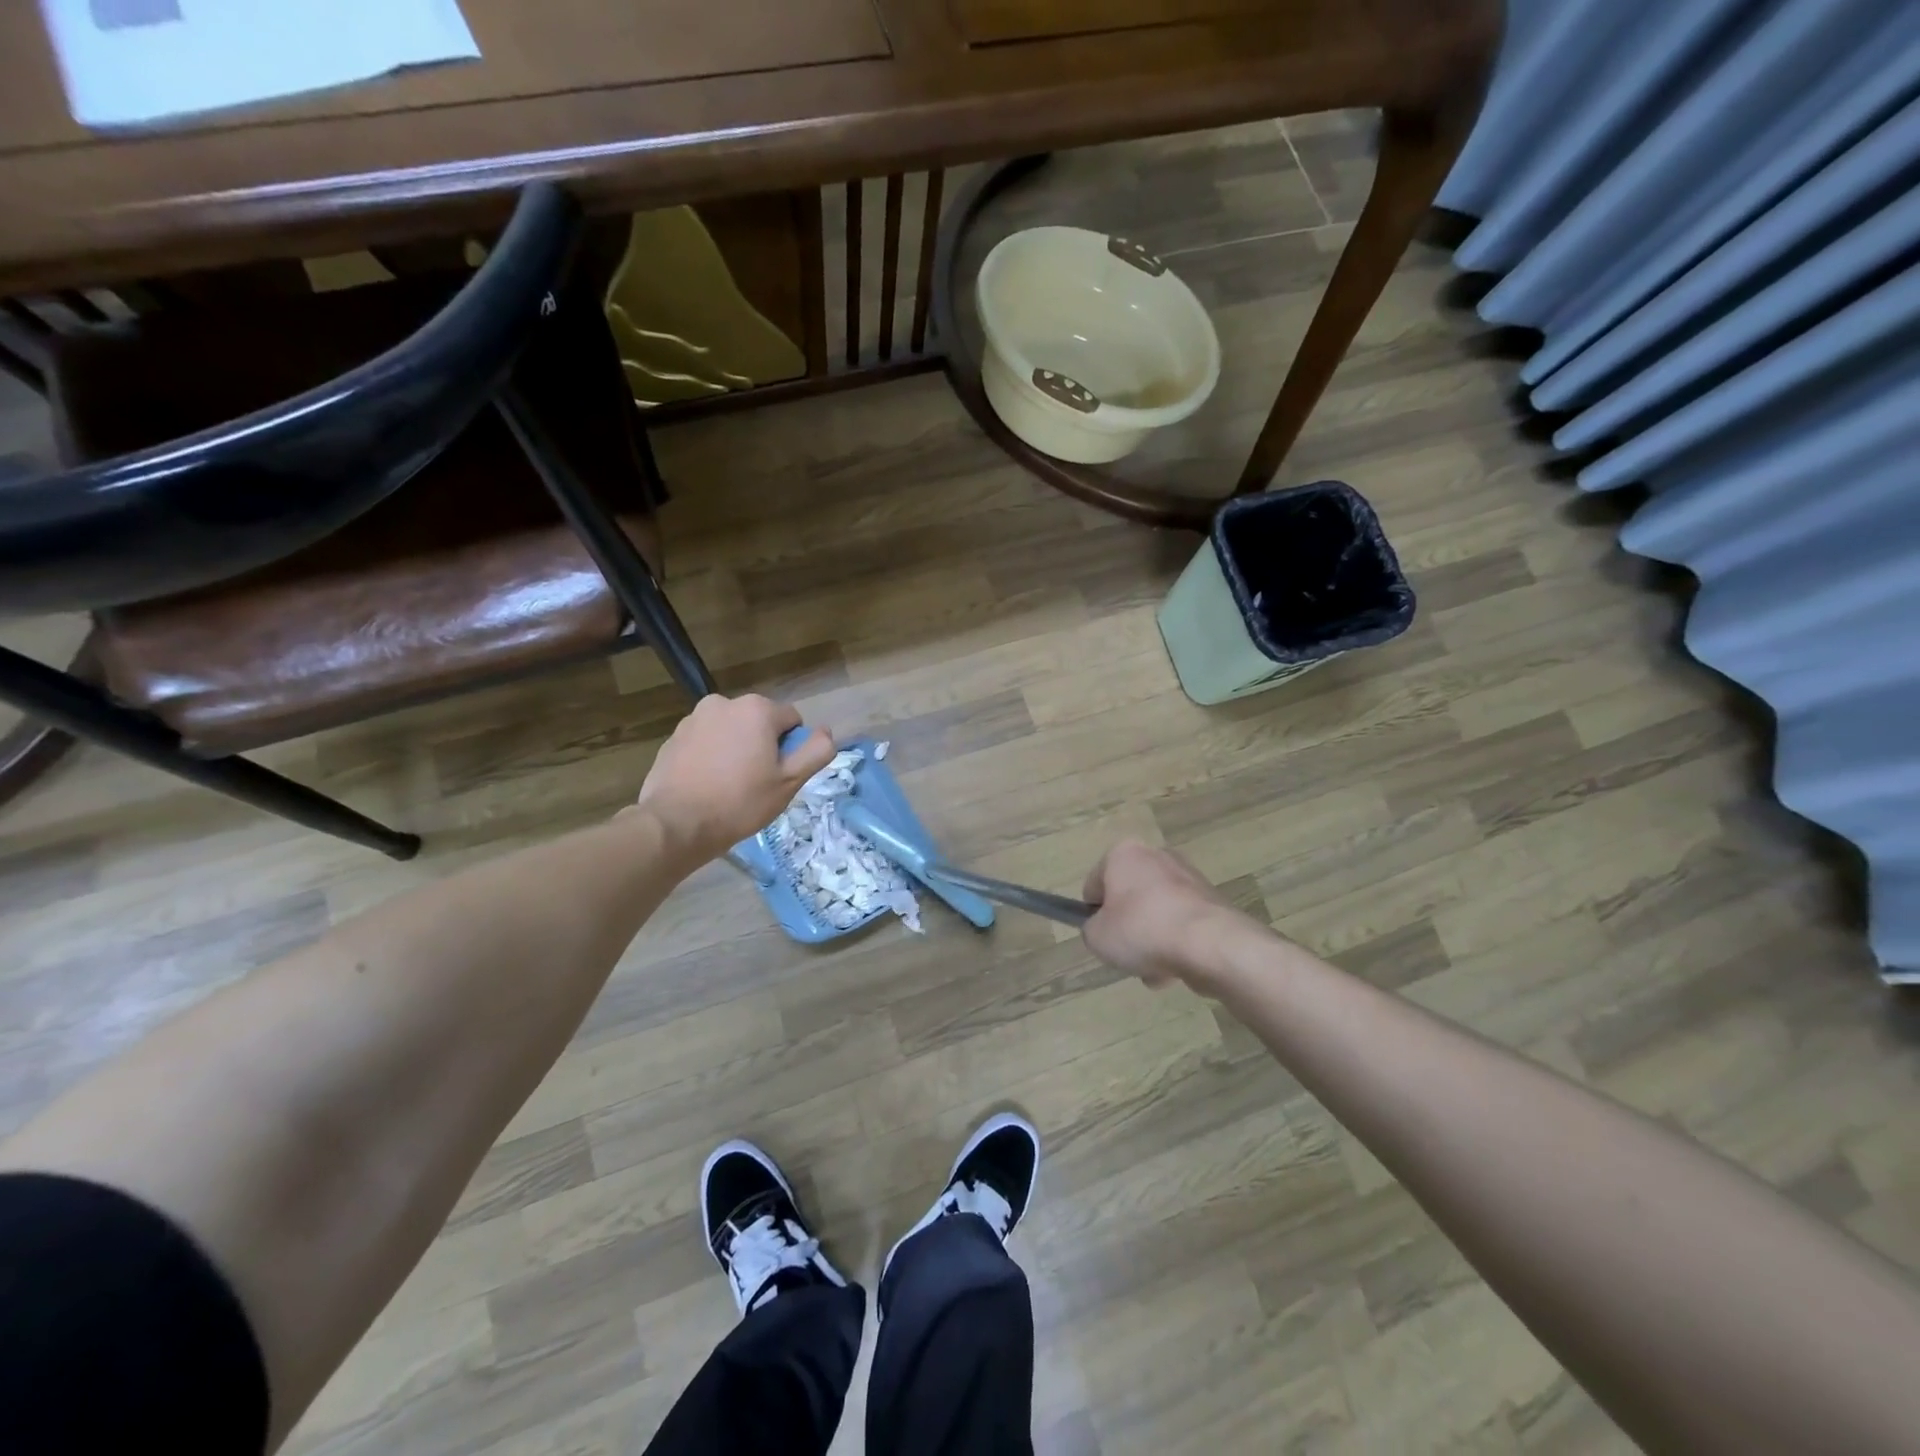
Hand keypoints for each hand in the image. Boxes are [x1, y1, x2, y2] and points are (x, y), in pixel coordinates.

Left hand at [632, 694, 836, 865]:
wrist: (676, 823)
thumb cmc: (740, 802)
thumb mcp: (789, 782)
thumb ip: (816, 751)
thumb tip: (825, 732)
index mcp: (757, 709)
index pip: (792, 721)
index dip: (791, 750)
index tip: (778, 776)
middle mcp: (724, 703)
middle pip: (760, 723)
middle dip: (762, 746)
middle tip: (756, 783)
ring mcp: (694, 718)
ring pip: (731, 732)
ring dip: (736, 750)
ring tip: (728, 786)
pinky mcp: (674, 737)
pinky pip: (706, 742)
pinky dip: (711, 756)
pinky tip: (707, 785)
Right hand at [1081, 839, 1262, 989]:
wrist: (1211, 944)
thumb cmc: (1142, 930)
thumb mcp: (1097, 937)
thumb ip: (1092, 930)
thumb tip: (1104, 929)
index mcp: (1124, 854)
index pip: (1095, 883)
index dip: (1093, 913)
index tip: (1101, 936)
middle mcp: (1157, 856)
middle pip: (1130, 899)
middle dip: (1128, 928)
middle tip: (1127, 953)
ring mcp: (1189, 877)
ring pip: (1157, 914)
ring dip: (1153, 941)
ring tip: (1155, 970)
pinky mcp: (1212, 900)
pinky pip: (1183, 924)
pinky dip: (1178, 943)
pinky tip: (1177, 969)